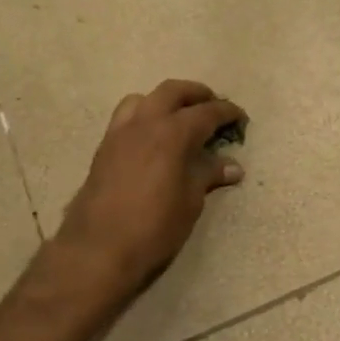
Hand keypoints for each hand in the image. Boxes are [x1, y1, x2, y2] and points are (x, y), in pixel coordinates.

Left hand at [53, 80, 246, 301]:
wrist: (98, 248)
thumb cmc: (154, 227)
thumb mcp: (190, 202)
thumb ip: (209, 175)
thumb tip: (233, 167)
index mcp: (172, 133)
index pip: (206, 112)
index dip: (227, 112)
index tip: (241, 117)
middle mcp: (145, 123)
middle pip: (173, 91)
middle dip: (197, 94)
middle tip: (213, 106)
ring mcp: (120, 133)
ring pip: (144, 99)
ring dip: (165, 101)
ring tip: (179, 118)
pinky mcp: (104, 148)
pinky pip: (126, 117)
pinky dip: (144, 116)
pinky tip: (152, 139)